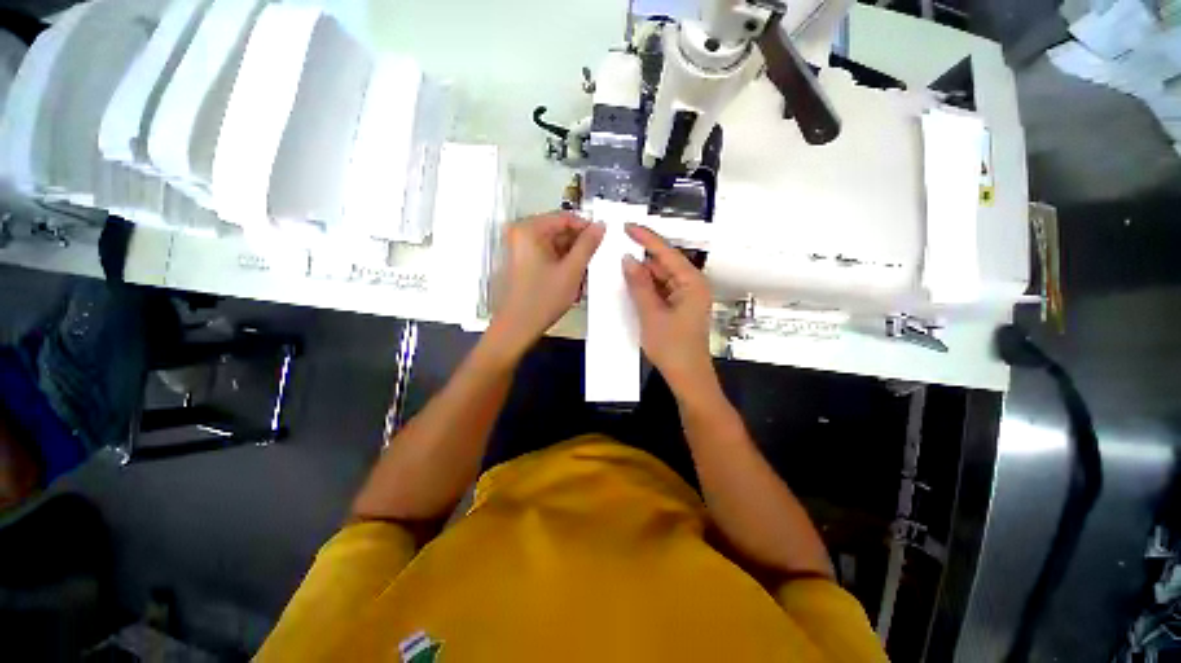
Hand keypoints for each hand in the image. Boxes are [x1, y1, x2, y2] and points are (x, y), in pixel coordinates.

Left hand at [489, 212, 604, 357]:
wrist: (517, 328)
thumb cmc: (544, 298)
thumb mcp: (571, 271)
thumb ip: (588, 245)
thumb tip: (601, 225)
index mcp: (529, 229)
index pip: (564, 217)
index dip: (586, 227)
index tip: (603, 240)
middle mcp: (520, 233)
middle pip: (558, 231)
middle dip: (578, 247)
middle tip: (594, 261)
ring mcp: (518, 248)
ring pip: (554, 245)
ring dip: (571, 258)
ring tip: (584, 275)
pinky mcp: (520, 262)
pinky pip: (546, 255)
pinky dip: (560, 265)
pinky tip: (571, 280)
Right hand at [622, 223, 714, 391]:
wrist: (687, 377)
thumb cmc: (672, 347)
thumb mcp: (651, 314)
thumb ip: (639, 285)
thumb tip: (627, 260)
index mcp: (692, 282)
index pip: (667, 253)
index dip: (646, 238)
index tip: (626, 226)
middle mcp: (692, 285)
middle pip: (664, 264)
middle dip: (642, 257)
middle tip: (617, 247)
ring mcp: (686, 296)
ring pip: (661, 277)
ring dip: (642, 273)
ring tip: (619, 264)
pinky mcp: (680, 307)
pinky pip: (661, 290)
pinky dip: (647, 287)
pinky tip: (631, 284)